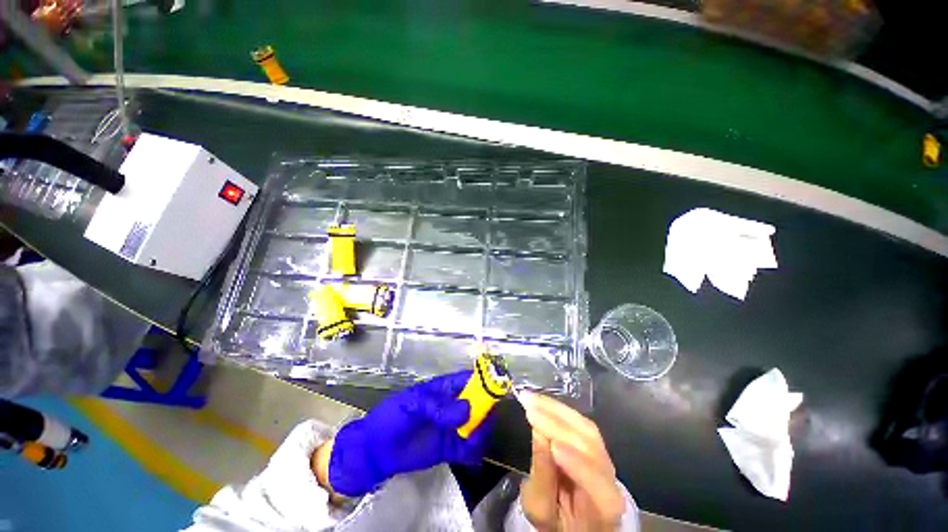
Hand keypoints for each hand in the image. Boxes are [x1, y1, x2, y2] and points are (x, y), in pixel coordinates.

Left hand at [323, 371, 492, 496]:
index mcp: (444, 389)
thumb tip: (467, 409)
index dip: (484, 380)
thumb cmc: (392, 418)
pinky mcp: (450, 448)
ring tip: (477, 438)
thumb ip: (438, 407)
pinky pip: (469, 448)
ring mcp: (452, 427)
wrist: (376, 452)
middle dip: (487, 408)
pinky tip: (474, 454)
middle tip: (489, 418)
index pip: (468, 380)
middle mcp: (452, 406)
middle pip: (477, 402)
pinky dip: (476, 451)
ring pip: (476, 424)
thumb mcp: (412, 405)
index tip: (499, 386)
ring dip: (482, 430)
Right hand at [520, 391, 624, 530]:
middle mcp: (611, 477)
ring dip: (557, 410)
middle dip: (558, 424)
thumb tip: (538, 434)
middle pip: (591, 446)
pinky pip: (579, 422)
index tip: (553, 446)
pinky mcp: (593, 442)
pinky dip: (560, 410)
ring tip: (532, 399)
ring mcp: (604, 457)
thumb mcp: (541, 510)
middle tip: (530, 407)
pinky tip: (543, 402)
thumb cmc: (555, 521)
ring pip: (586, 428)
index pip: (598, 484)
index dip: (578, 463)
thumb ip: (542, 477)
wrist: (570, 518)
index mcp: (604, 506)